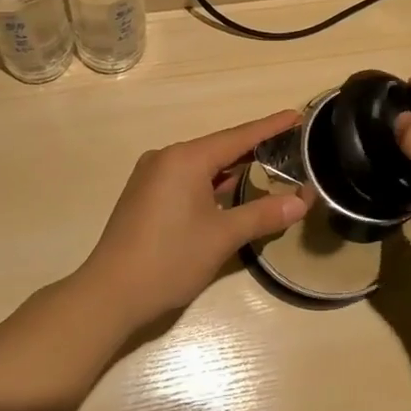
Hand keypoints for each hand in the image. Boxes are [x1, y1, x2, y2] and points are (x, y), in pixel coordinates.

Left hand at [77, 110, 306, 330]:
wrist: (108, 295)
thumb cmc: (169, 259)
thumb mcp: (223, 237)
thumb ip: (263, 214)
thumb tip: (301, 201)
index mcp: (186, 158)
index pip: (239, 137)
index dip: (270, 127)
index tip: (297, 116)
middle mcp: (167, 157)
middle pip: (220, 147)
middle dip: (254, 148)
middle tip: (289, 144)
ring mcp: (151, 175)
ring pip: (202, 164)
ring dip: (232, 167)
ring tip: (267, 164)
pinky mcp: (144, 194)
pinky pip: (186, 177)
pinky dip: (211, 181)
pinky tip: (229, 189)